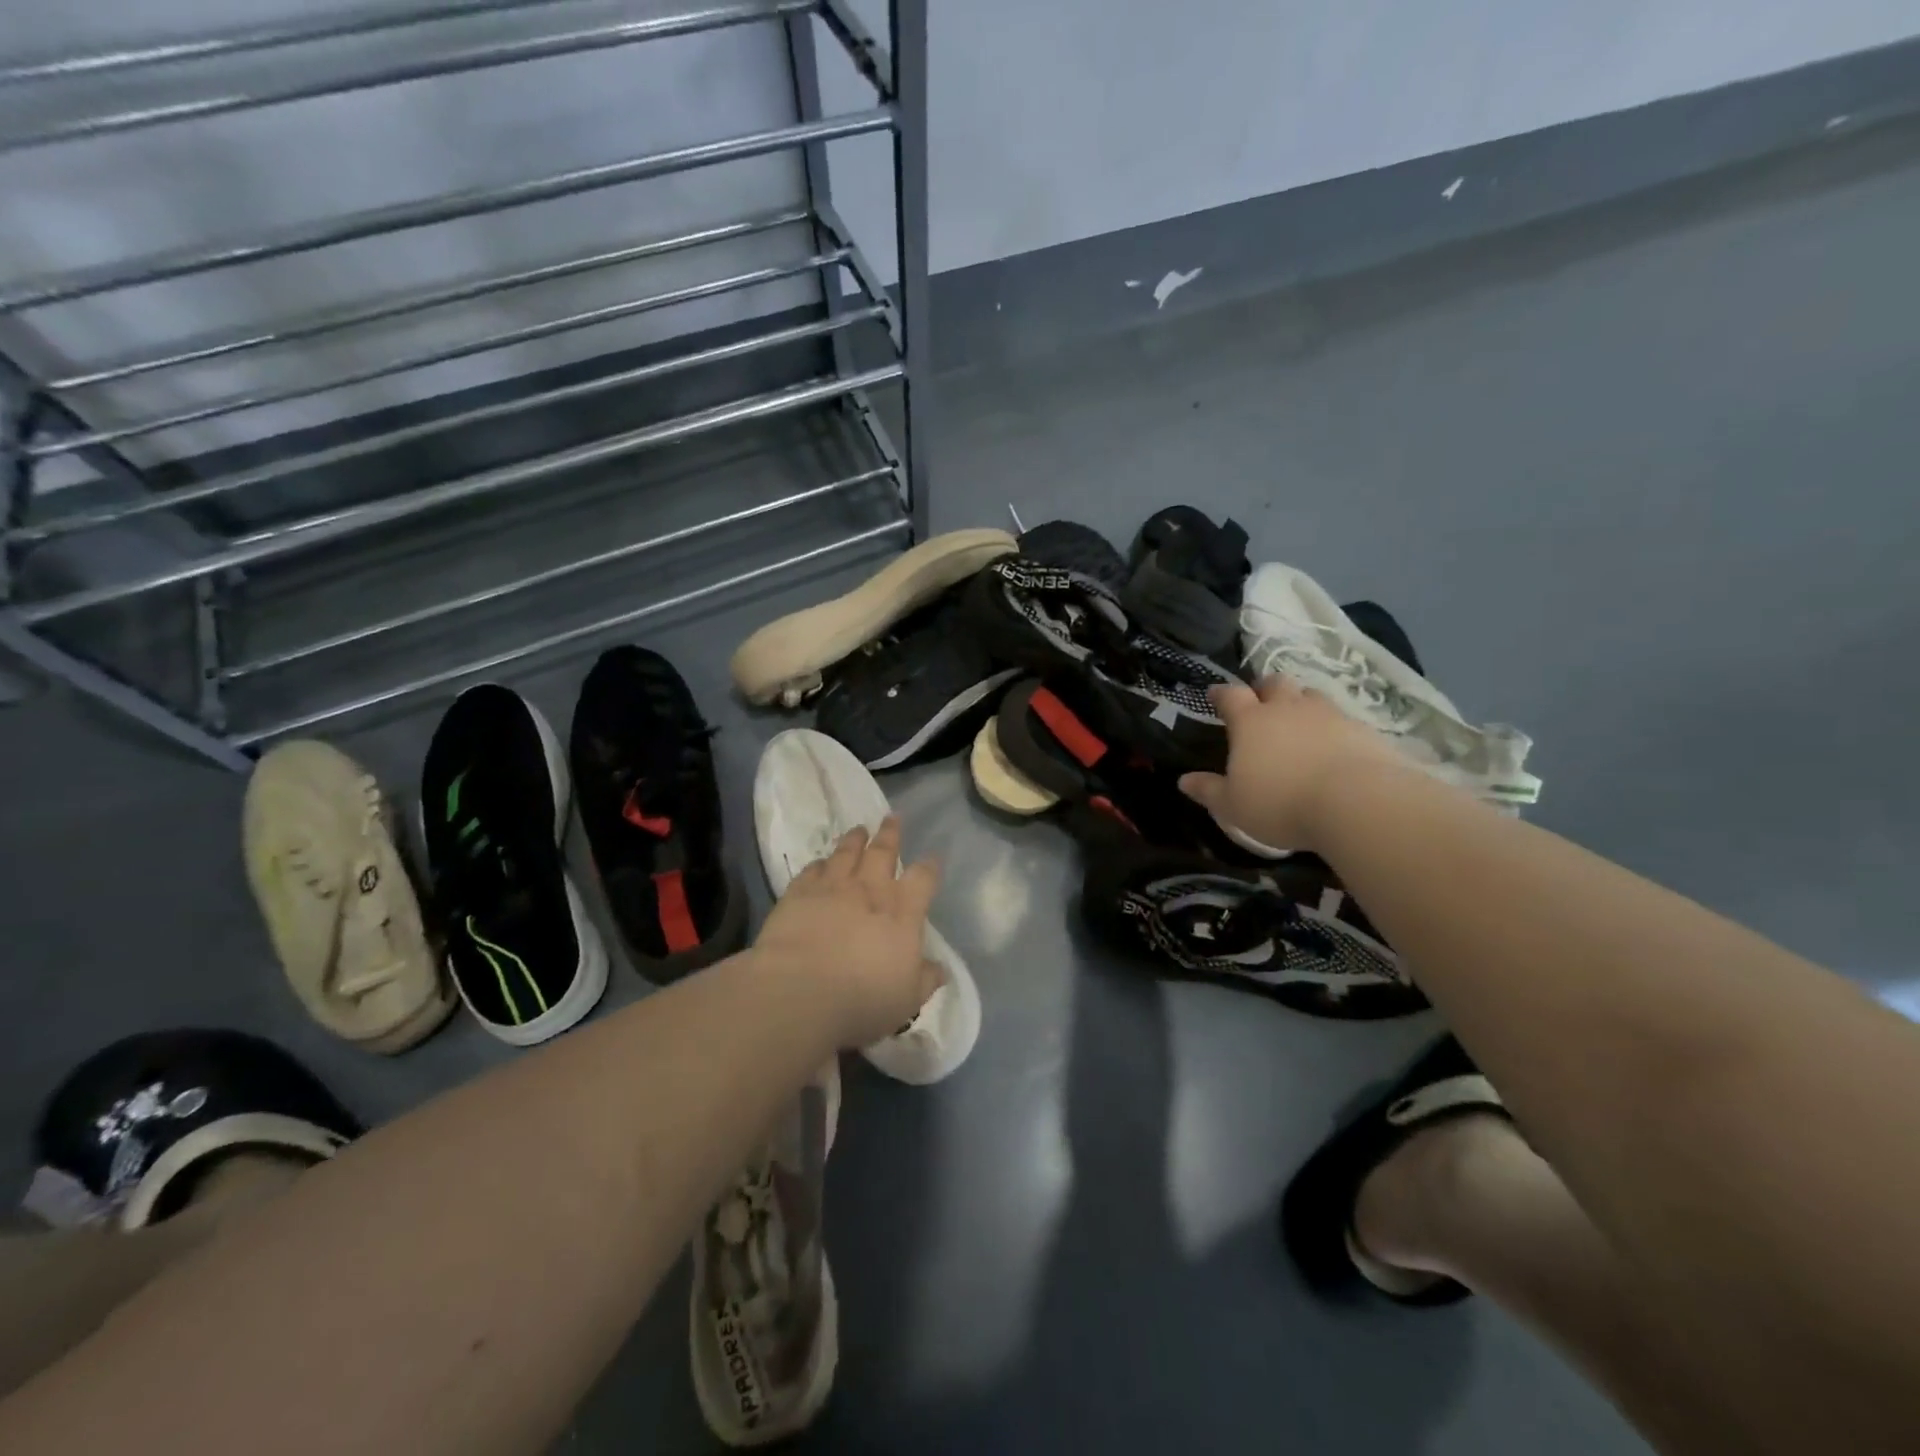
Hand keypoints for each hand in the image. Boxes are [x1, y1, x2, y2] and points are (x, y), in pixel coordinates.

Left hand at [750, 817, 942, 1050]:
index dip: (930, 867)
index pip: (923, 879)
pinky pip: (811, 869)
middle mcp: (870, 890)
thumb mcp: (907, 999)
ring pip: (846, 852)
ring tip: (859, 829)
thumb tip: (939, 969)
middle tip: (893, 818)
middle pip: (883, 851)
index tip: (933, 857)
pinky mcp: (797, 893)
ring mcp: (832, 887)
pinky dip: (819, 863)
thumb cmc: (862, 1000)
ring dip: (855, 839)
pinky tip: (820, 862)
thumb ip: (925, 979)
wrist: (799, 993)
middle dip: (890, 834)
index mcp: (903, 912)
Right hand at [1180, 676, 1405, 849]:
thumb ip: (1208, 790)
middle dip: (1265, 688)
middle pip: (1274, 683)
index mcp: (1251, 721)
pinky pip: (1341, 719)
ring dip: (1301, 703)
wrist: (1357, 802)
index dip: (1221, 694)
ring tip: (1298, 720)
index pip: (1231, 695)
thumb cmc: (1281, 803)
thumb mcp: (1233, 805)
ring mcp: (1328, 715)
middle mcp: (1288, 709)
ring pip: (1311, 695)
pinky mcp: (1362, 730)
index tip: (1215, 695)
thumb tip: (1183, 780)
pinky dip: (1332, 726)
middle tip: (1261, 701)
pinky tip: (1333, 745)